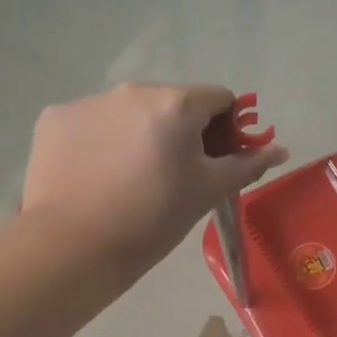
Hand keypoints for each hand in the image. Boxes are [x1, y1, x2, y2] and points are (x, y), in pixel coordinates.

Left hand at [20, 84, 287, 268]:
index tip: (215, 161)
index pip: (219, 98)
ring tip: (132, 179)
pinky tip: (98, 176)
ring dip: (142, 133)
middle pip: (173, 102)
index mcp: (176, 103)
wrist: (74, 246)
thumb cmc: (154, 218)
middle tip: (176, 175)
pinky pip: (93, 121)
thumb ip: (247, 164)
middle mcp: (132, 90)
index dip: (226, 128)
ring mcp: (89, 101)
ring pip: (131, 111)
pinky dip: (102, 141)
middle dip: (183, 131)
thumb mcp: (208, 191)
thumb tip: (281, 149)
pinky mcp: (55, 118)